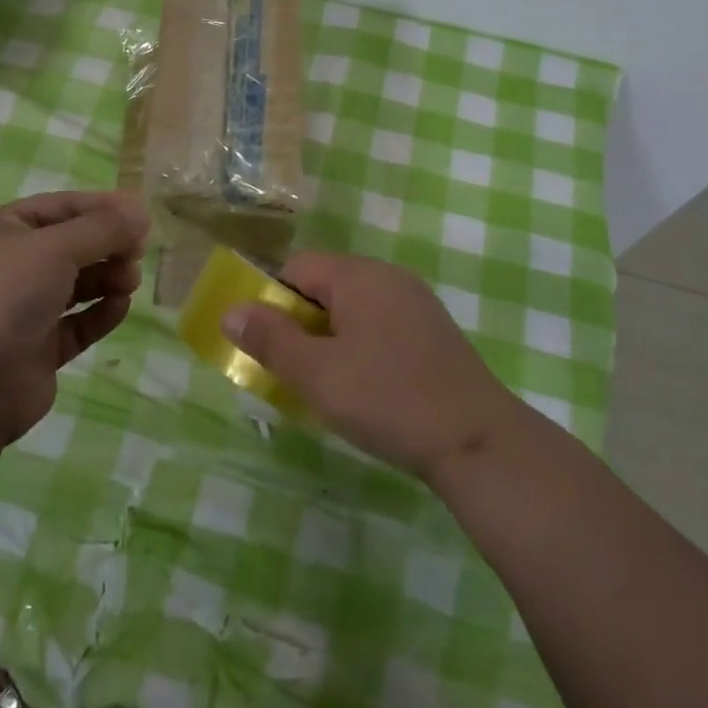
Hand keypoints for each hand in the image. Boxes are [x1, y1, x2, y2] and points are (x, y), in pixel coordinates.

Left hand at [0, 191, 148, 444]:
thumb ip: (103, 228)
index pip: (61, 206)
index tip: (141, 213)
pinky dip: (101, 312)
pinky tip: (120, 306)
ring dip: (108, 277)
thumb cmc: (6, 295)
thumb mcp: (57, 246)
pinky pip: (78, 323)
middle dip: (108, 245)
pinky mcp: (38, 349)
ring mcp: (23, 310)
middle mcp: (11, 266)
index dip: (102, 206)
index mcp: (3, 231)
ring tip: (130, 281)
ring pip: (77, 284)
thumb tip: (141, 214)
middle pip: (72, 245)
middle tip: (138, 252)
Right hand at [221, 252, 520, 481]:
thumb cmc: (386, 398)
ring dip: (331, 338)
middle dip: (301, 322)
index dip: (272, 300)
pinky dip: (363, 347)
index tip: (267, 343)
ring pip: (355, 308)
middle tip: (293, 369)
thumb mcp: (316, 373)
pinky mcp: (435, 332)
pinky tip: (368, 388)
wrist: (477, 440)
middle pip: (326, 285)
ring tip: (327, 384)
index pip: (297, 267)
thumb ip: (270, 339)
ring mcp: (417, 303)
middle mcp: (388, 277)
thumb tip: (231, 310)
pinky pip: (382, 325)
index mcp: (357, 275)